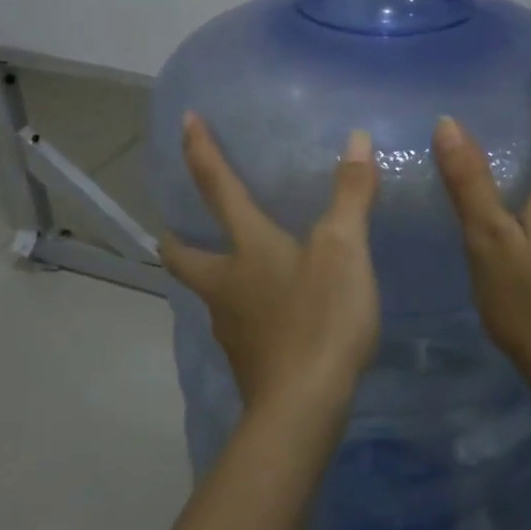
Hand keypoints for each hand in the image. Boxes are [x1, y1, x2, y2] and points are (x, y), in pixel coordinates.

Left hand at [161, 113, 381, 414]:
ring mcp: (232, 327)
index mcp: (247, 248)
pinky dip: (245, 311)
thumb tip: (355, 138)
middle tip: (176, 228)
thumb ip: (350, 194)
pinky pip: (238, 325)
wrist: (303, 408)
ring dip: (213, 275)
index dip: (201, 152)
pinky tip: (270, 317)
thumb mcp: (344, 250)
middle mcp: (227, 284)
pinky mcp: (247, 361)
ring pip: (209, 293)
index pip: (217, 188)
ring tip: (236, 270)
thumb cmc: (321, 318)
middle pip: (183, 256)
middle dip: (175, 239)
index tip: (184, 121)